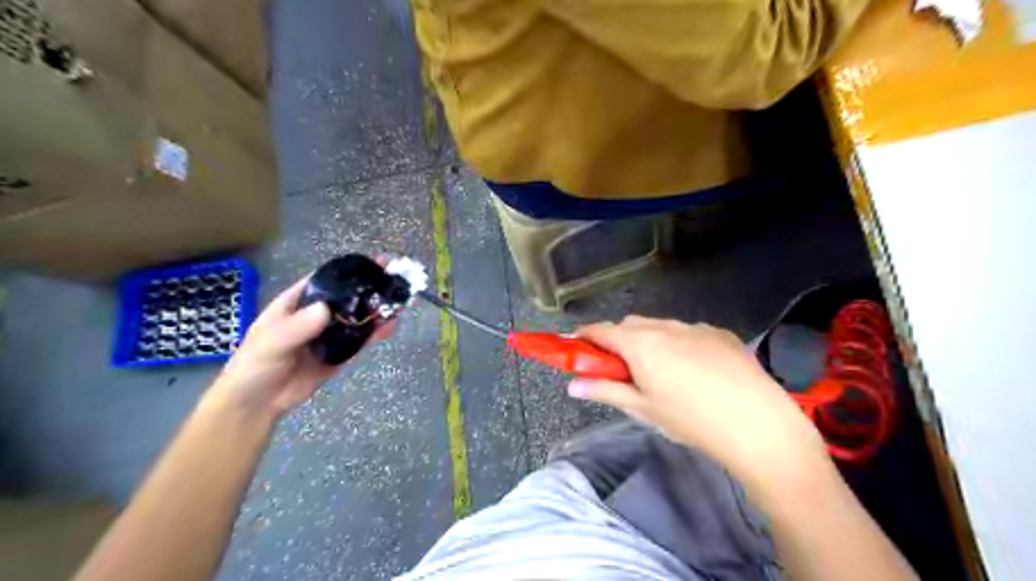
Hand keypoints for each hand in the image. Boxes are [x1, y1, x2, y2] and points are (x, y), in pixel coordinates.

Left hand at [208, 274, 397, 416]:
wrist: (259, 403)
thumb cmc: (255, 365)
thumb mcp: (272, 342)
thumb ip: (298, 327)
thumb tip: (326, 309)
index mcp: (297, 303)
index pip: (326, 279)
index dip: (349, 270)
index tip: (374, 262)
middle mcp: (316, 314)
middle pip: (347, 296)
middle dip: (370, 286)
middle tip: (395, 278)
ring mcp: (330, 334)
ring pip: (358, 317)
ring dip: (377, 309)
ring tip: (400, 301)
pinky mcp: (340, 353)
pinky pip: (360, 339)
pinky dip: (376, 332)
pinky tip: (391, 326)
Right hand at [570, 318, 831, 494]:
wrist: (760, 426)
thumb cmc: (692, 421)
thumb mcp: (644, 409)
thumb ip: (606, 391)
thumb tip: (573, 386)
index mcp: (641, 344)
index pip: (602, 330)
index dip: (585, 336)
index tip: (577, 345)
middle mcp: (665, 326)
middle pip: (630, 324)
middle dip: (618, 339)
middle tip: (620, 367)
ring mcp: (696, 327)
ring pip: (660, 325)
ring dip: (649, 339)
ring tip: (660, 371)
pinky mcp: (721, 333)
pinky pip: (688, 331)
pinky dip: (678, 342)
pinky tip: (694, 370)